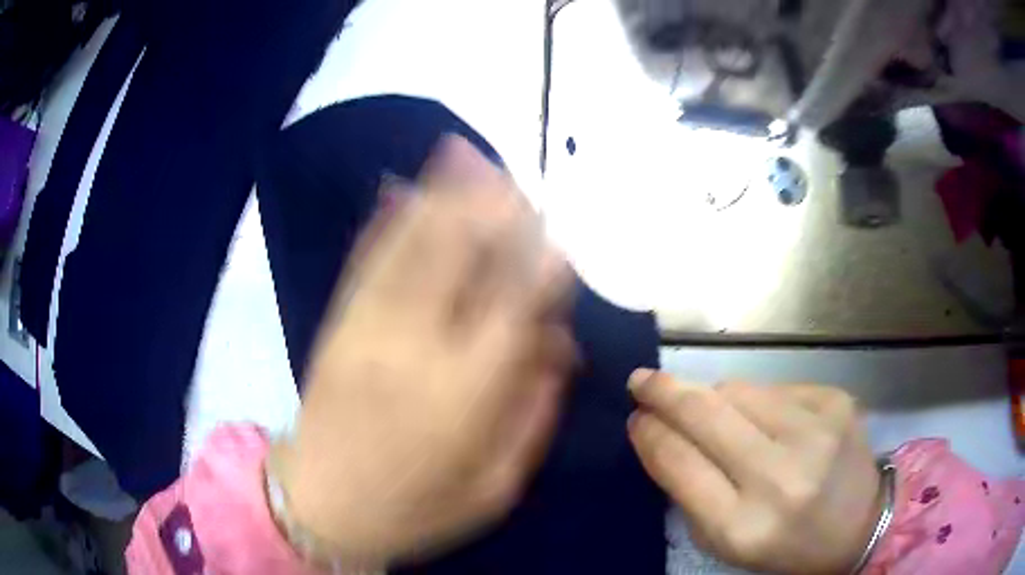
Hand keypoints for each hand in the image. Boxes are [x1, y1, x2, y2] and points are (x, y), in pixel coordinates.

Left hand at [272, 137, 574, 566]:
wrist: (320, 506)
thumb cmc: (416, 507)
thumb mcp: (494, 486)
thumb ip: (532, 414)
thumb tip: (558, 346)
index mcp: (464, 393)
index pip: (515, 307)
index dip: (542, 267)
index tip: (560, 245)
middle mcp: (415, 345)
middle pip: (459, 256)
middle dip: (491, 209)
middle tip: (517, 181)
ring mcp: (367, 327)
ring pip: (410, 244)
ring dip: (442, 195)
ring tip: (467, 156)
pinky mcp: (337, 324)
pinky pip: (366, 260)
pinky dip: (390, 219)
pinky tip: (407, 188)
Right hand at [628, 372, 881, 573]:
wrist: (860, 525)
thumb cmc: (785, 545)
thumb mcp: (725, 542)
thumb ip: (689, 492)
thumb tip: (660, 434)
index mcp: (743, 526)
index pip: (679, 463)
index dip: (650, 434)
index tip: (634, 418)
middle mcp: (781, 476)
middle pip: (706, 414)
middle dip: (664, 392)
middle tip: (641, 381)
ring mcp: (815, 431)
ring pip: (739, 390)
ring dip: (713, 397)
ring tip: (711, 409)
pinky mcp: (836, 401)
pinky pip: (775, 387)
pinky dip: (758, 399)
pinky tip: (766, 420)